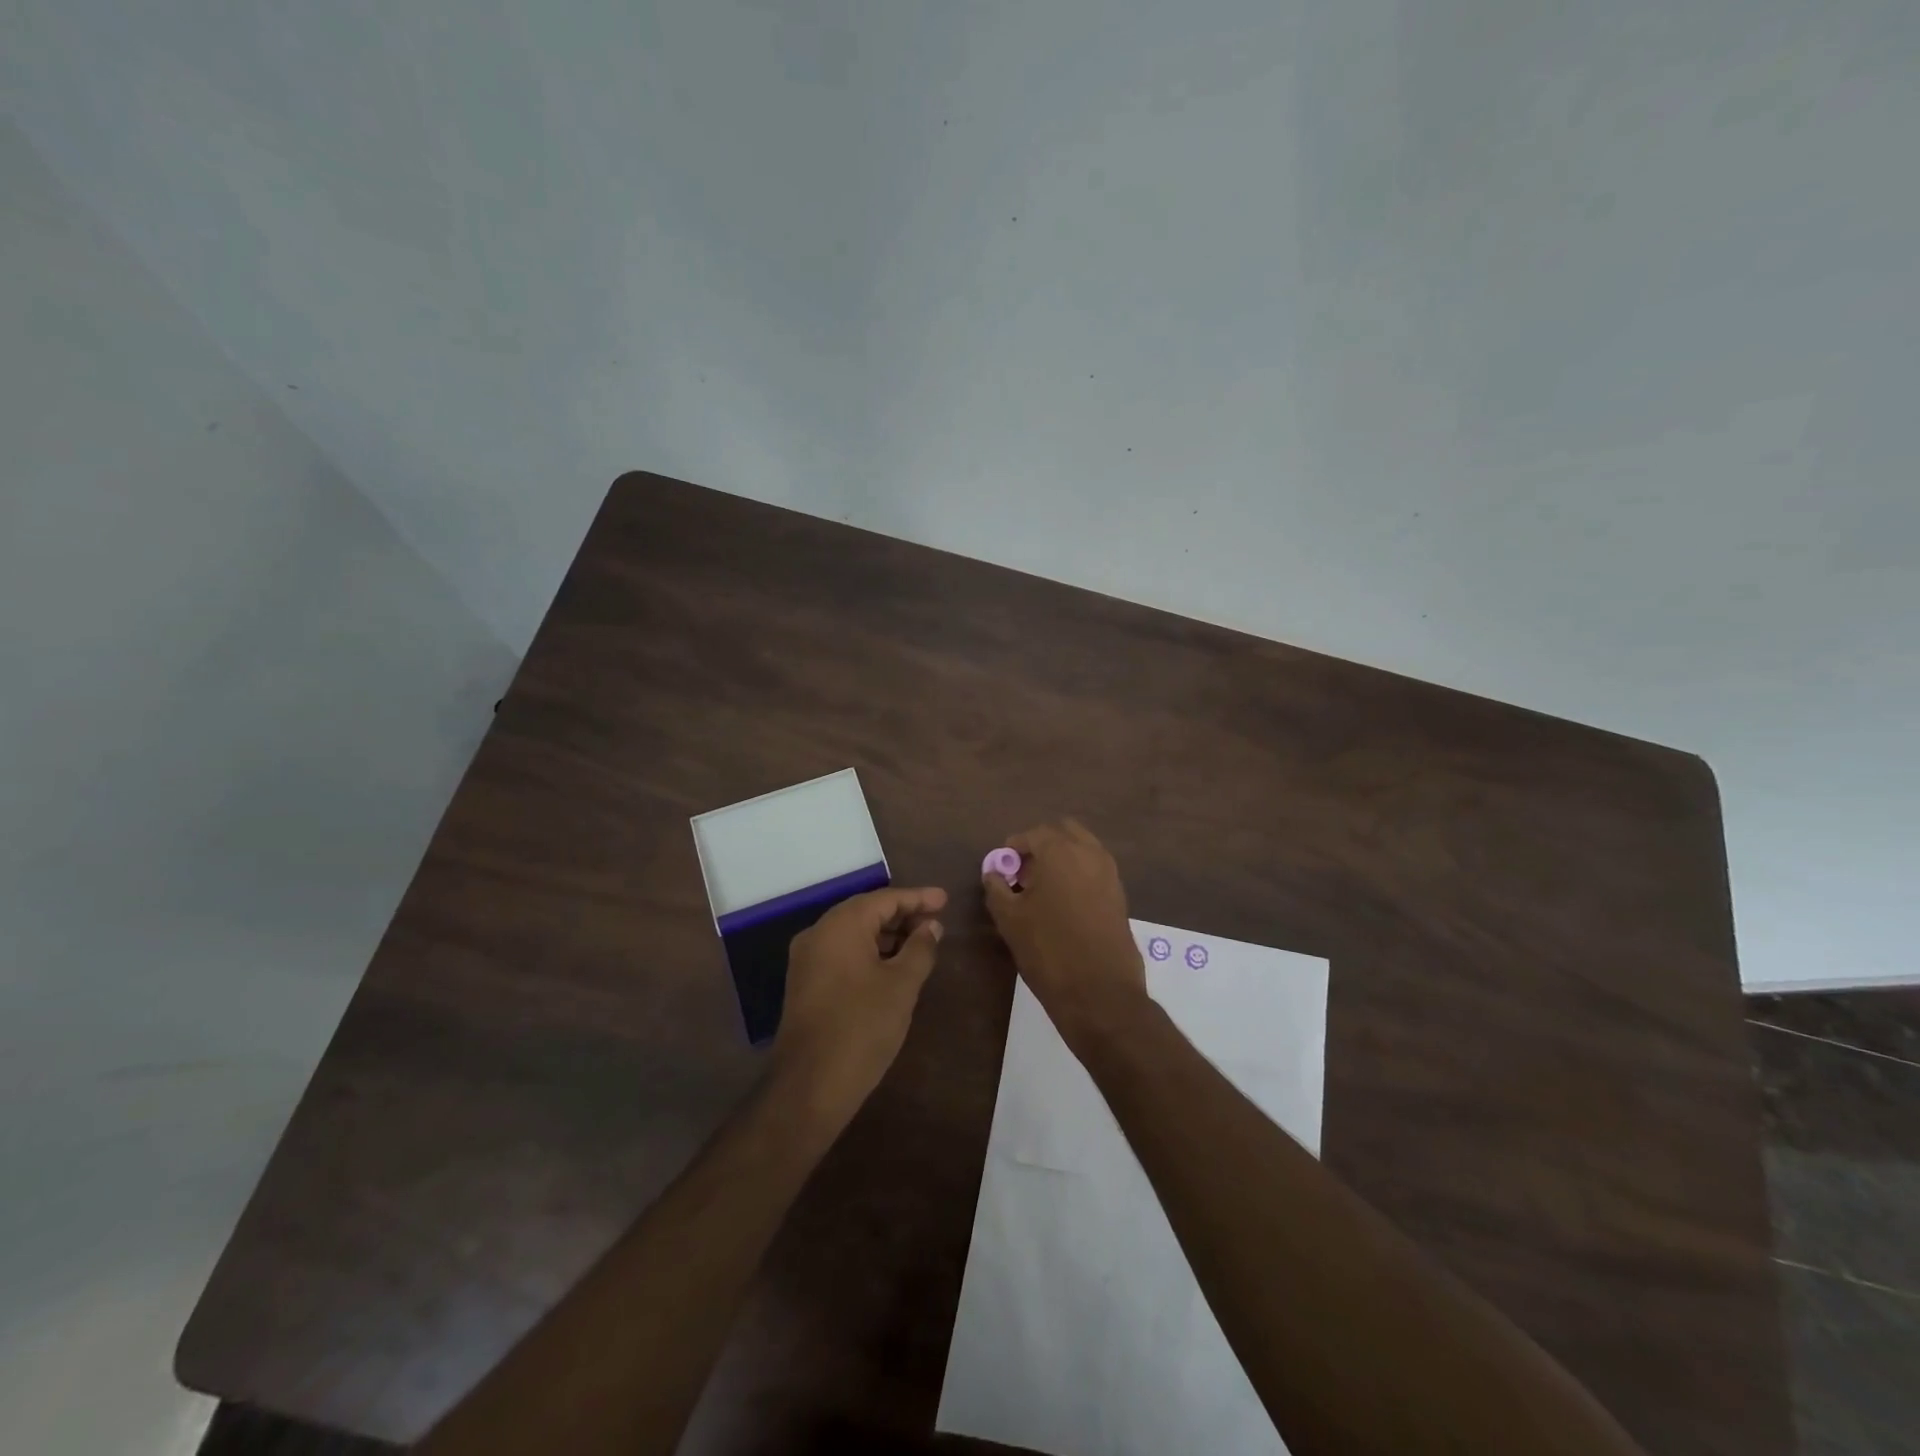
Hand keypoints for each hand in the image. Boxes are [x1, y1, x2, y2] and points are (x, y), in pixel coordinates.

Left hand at [772, 886, 946, 1126]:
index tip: (945, 900)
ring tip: (920, 944)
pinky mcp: (805, 983)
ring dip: (886, 935)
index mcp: (840, 925)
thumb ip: (920, 949)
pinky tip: (892, 966)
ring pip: (853, 933)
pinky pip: (842, 953)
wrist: (809, 1085)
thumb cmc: (862, 1027)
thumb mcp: (901, 985)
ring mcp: (807, 959)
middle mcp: (819, 933)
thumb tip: (931, 927)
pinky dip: (868, 952)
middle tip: (936, 922)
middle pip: (866, 912)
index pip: (885, 899)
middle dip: (902, 915)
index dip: (918, 898)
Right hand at [984, 820, 1149, 1052]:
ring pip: (1083, 849)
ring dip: (1063, 858)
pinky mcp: (1120, 895)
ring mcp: (1110, 873)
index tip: (1003, 868)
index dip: (1014, 848)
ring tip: (1043, 891)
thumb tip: (993, 873)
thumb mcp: (1009, 919)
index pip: (1033, 834)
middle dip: (1042, 846)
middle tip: (1025, 874)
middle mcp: (1089, 853)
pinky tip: (1064, 905)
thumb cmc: (1048, 949)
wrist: (1100, 992)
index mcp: (1060, 851)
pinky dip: (1079, 875)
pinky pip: (1095, 870)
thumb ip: (997, 888)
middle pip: (1063, 832)